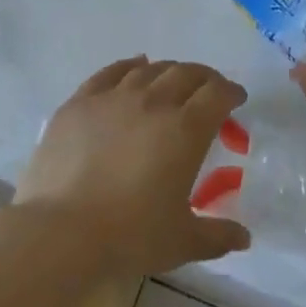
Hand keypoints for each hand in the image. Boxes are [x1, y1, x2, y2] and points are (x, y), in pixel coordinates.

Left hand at [16, 58, 251, 277]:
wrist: (61, 231)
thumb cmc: (130, 235)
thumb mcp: (182, 241)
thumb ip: (218, 235)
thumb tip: (244, 237)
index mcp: (185, 129)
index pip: (217, 94)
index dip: (231, 92)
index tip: (236, 99)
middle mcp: (153, 102)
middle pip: (186, 73)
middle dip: (204, 78)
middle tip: (209, 90)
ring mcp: (114, 97)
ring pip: (150, 69)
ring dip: (169, 71)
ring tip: (172, 82)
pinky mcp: (81, 101)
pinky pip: (111, 72)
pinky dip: (130, 65)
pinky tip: (135, 66)